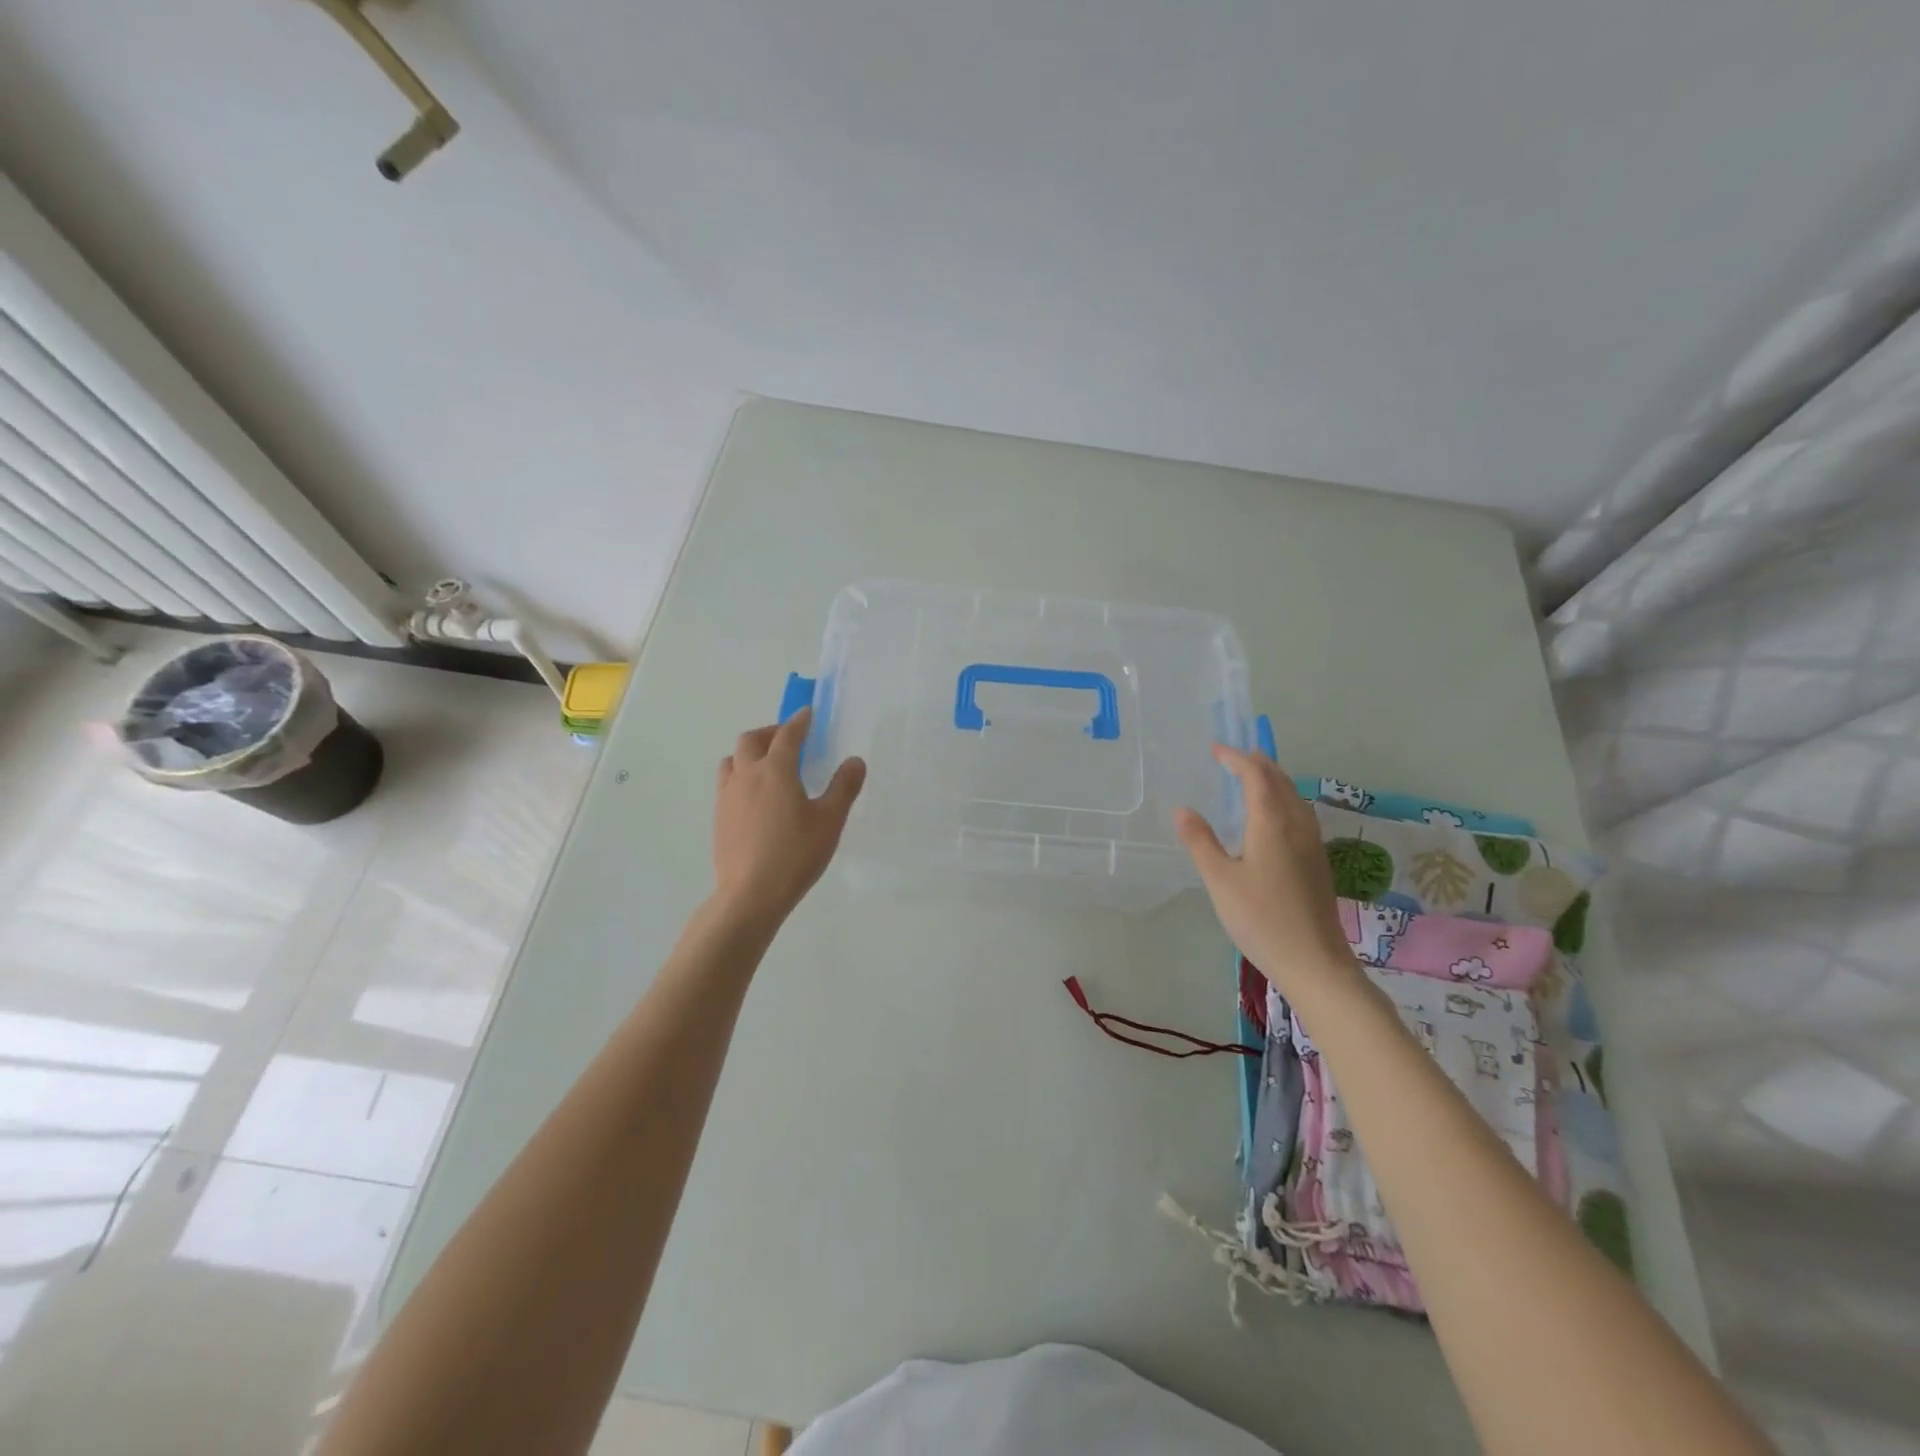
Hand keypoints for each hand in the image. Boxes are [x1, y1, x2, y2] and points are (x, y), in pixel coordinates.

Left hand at [712, 709, 865, 925]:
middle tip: (788, 738)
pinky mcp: (719, 817)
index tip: (808, 713)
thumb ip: (844, 787)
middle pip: (751, 740)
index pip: (788, 735)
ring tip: (767, 765)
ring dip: (749, 753)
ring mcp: (728, 796)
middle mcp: (747, 775)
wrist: (751, 894)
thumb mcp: (830, 821)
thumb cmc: (796, 854)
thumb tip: (855, 761)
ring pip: (733, 760)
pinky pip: (727, 783)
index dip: (800, 721)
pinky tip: (755, 797)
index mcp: (776, 770)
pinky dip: (741, 776)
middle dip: (770, 732)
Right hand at [1175, 743, 1355, 990]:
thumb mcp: (1220, 880)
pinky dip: (1283, 800)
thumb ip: (1201, 842)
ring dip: (1273, 780)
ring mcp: (1312, 844)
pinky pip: (1300, 814)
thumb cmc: (1261, 919)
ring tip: (1253, 777)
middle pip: (1281, 782)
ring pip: (1294, 797)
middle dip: (1258, 764)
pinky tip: (1273, 817)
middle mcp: (1297, 826)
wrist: (1314, 961)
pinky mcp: (1317, 862)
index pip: (1256, 777)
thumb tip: (1182, 810)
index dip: (1236, 759)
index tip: (1216, 750)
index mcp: (1272, 824)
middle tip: (1234, 756)